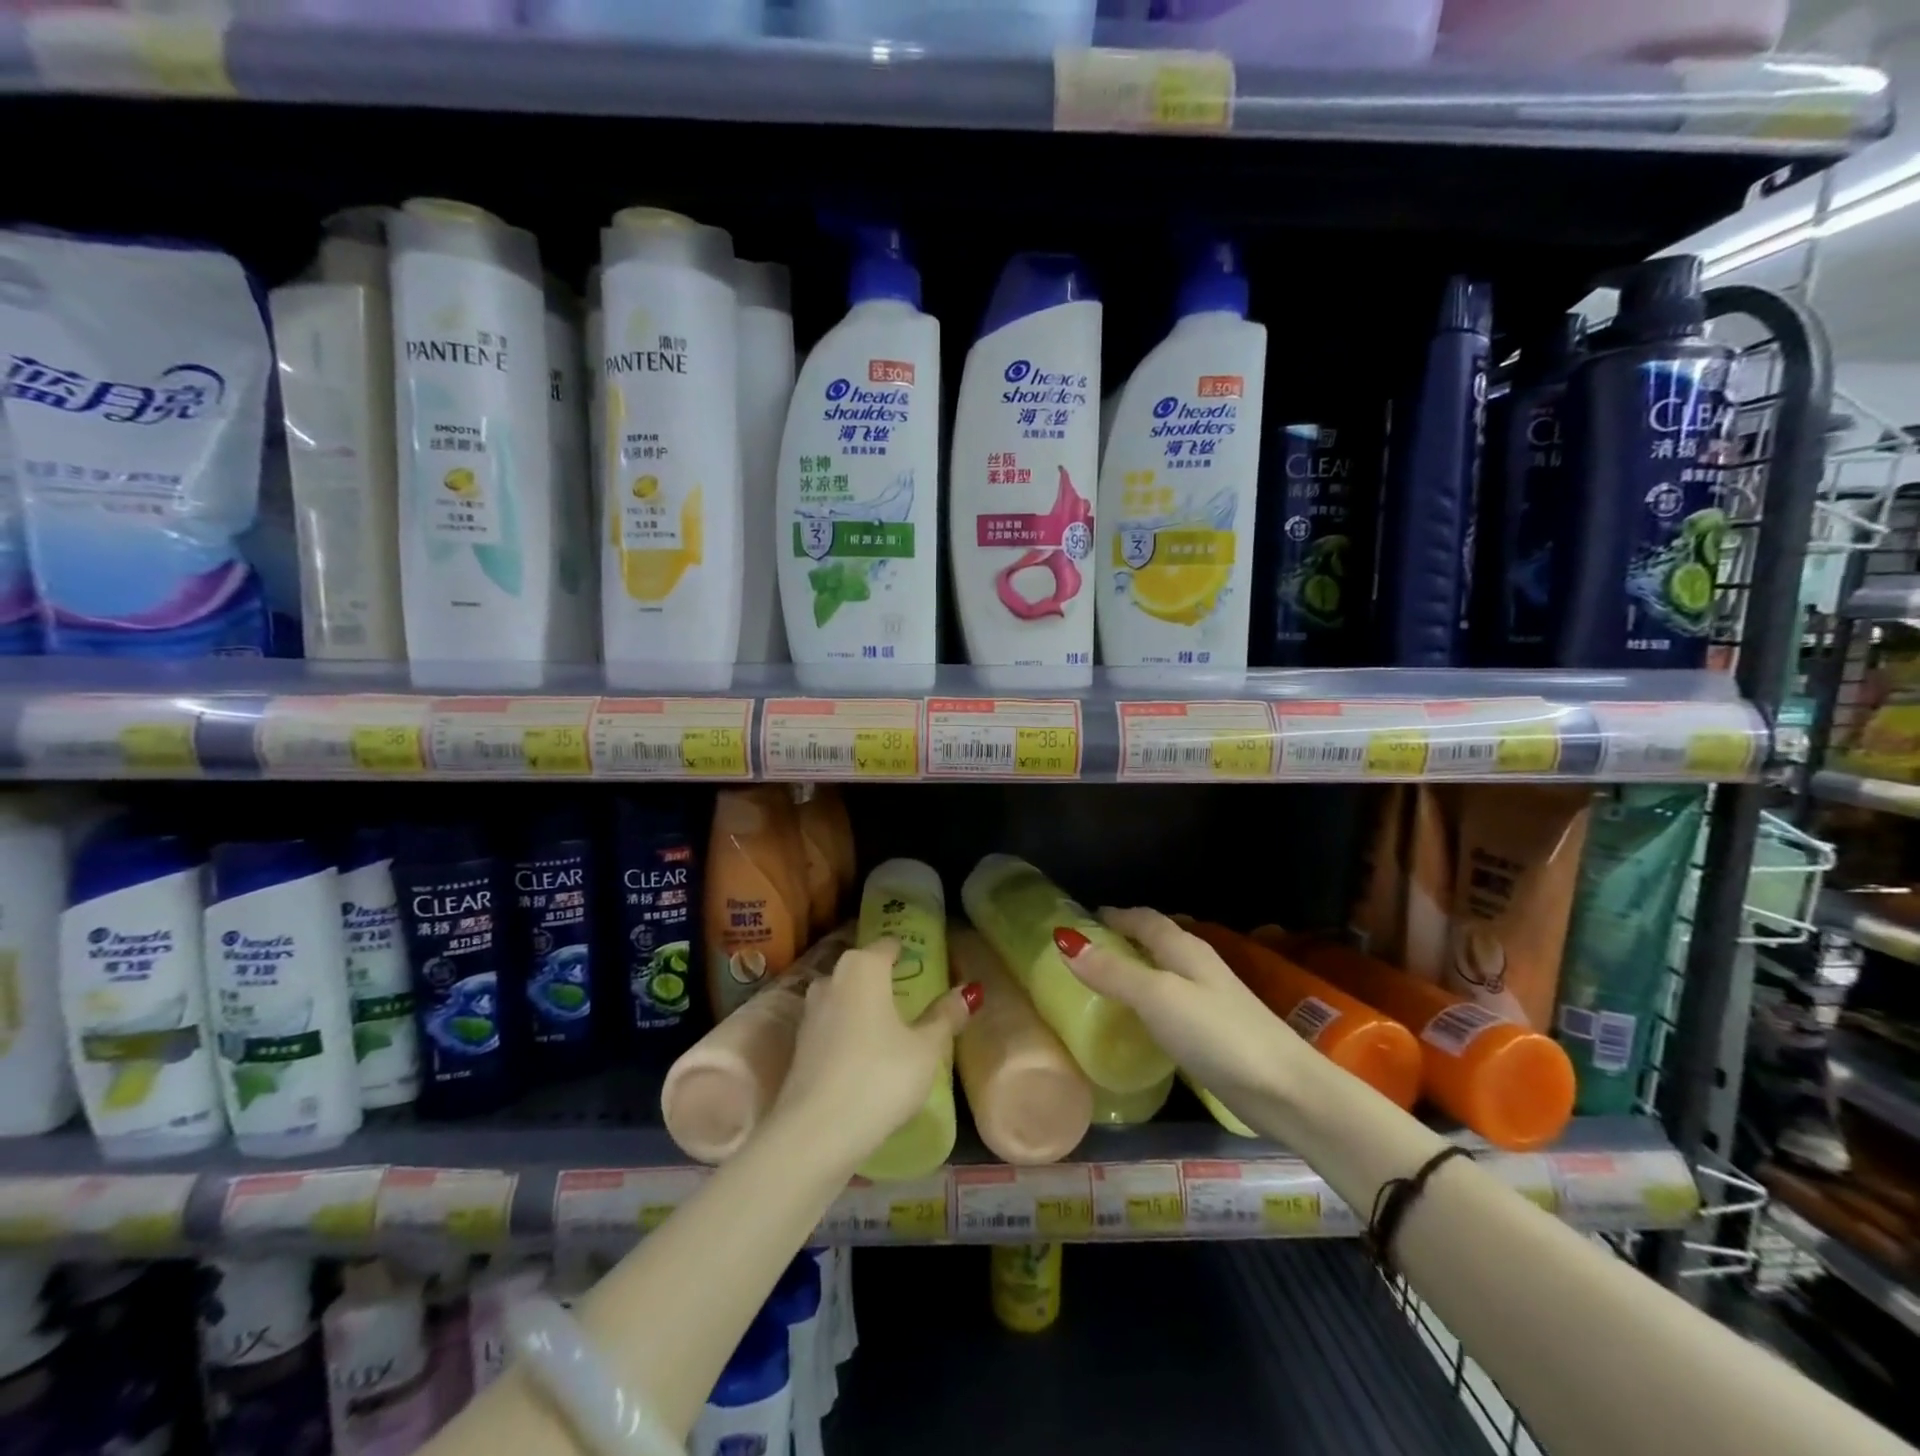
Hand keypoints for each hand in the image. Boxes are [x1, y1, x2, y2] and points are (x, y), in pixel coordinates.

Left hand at [769, 937, 979, 1168]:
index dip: (907, 952)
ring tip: (894, 1029)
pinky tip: (868, 1057)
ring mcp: (810, 1012)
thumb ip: (946, 1016)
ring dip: (866, 1007)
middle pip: (864, 969)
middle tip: (915, 998)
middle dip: (886, 980)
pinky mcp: (799, 1045)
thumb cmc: (879, 1077)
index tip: (925, 966)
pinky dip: (851, 1032)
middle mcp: (832, 978)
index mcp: (863, 966)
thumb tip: (968, 991)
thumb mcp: (926, 1049)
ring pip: (846, 998)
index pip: (888, 945)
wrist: (815, 1133)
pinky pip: (834, 1026)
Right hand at [1055, 908, 1303, 1110]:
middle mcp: (1198, 966)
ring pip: (1165, 970)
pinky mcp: (1215, 1032)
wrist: (1285, 1089)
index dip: (1115, 915)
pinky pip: (1172, 1002)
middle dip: (1125, 938)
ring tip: (1105, 981)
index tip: (1083, 917)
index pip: (1144, 919)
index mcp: (1184, 949)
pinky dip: (1150, 1000)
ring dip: (1138, 968)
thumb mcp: (1157, 997)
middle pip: (1157, 940)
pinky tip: (1140, 1020)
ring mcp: (1210, 999)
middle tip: (1088, 949)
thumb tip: (1065, 941)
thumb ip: (1113, 972)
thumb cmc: (1217, 1034)